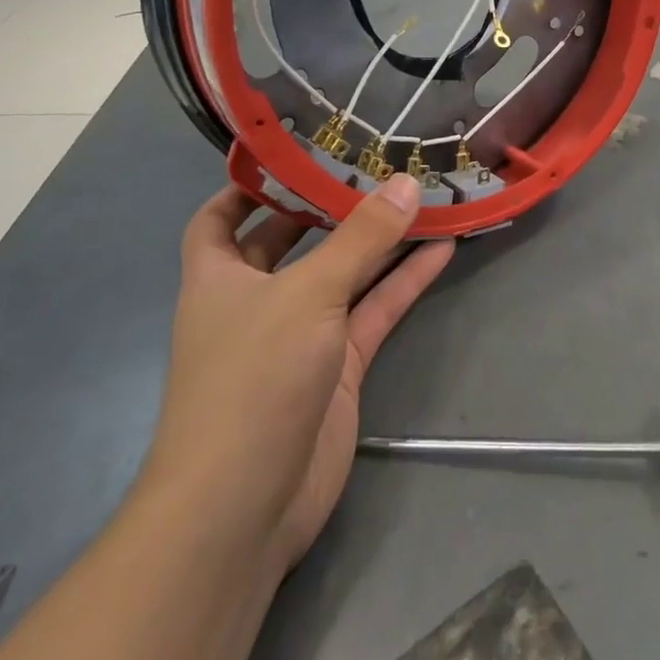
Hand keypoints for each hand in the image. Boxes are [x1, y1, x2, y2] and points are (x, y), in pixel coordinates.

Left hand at [138, 175, 453, 575]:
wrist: (246, 506)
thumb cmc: (252, 380)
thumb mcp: (307, 295)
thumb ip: (361, 238)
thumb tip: (405, 182)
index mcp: (218, 277)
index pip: (219, 218)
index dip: (247, 186)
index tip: (292, 153)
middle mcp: (257, 300)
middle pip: (292, 241)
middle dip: (329, 207)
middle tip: (375, 165)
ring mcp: (301, 334)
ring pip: (344, 274)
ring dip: (379, 242)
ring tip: (423, 198)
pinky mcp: (339, 366)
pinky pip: (374, 311)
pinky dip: (404, 283)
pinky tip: (441, 250)